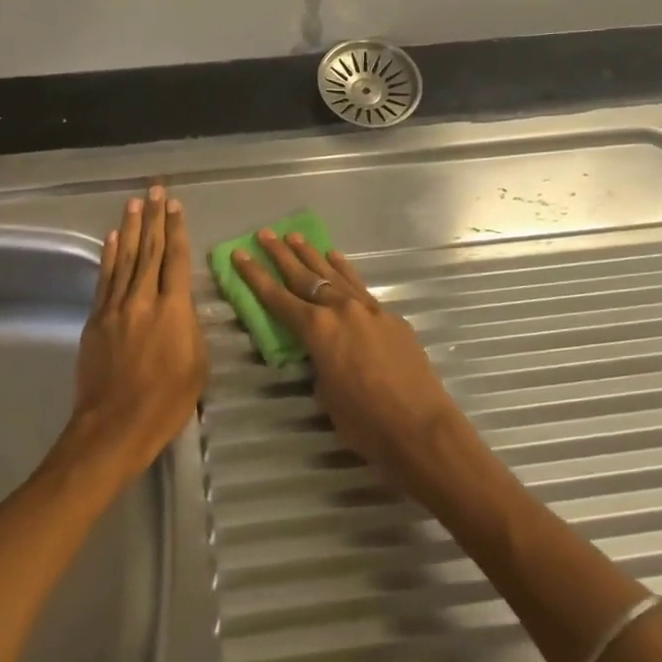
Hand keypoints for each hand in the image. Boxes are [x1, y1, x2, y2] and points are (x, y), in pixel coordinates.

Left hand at [68, 186, 207, 476]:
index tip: (176, 206)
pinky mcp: (96, 320)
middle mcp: (143, 300)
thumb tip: (181, 306)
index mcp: (173, 310)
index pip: (176, 259)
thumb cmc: (166, 402)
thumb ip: (189, 327)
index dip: (177, 230)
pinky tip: (113, 239)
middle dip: (154, 218)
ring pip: (125, 258)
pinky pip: (105, 279)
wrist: (114, 427)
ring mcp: (116, 307)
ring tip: (135, 203)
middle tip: (155, 190)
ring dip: (131, 229)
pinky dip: (109, 256)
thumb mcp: (197, 366)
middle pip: (150, 250)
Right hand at [231, 231, 474, 503]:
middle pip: (304, 275)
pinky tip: (337, 260)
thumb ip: (319, 365)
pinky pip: (359, 286)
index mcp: (317, 330)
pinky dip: (344, 271)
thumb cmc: (365, 423)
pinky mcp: (391, 317)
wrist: (421, 427)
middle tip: (265, 234)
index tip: (239, 254)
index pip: (277, 298)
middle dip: (281, 254)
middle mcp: (340, 309)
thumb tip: (323, 354)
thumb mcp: (326, 396)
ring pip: (334, 274)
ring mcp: (369, 309)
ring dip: (312, 255)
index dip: (255, 276)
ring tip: (296, 236)